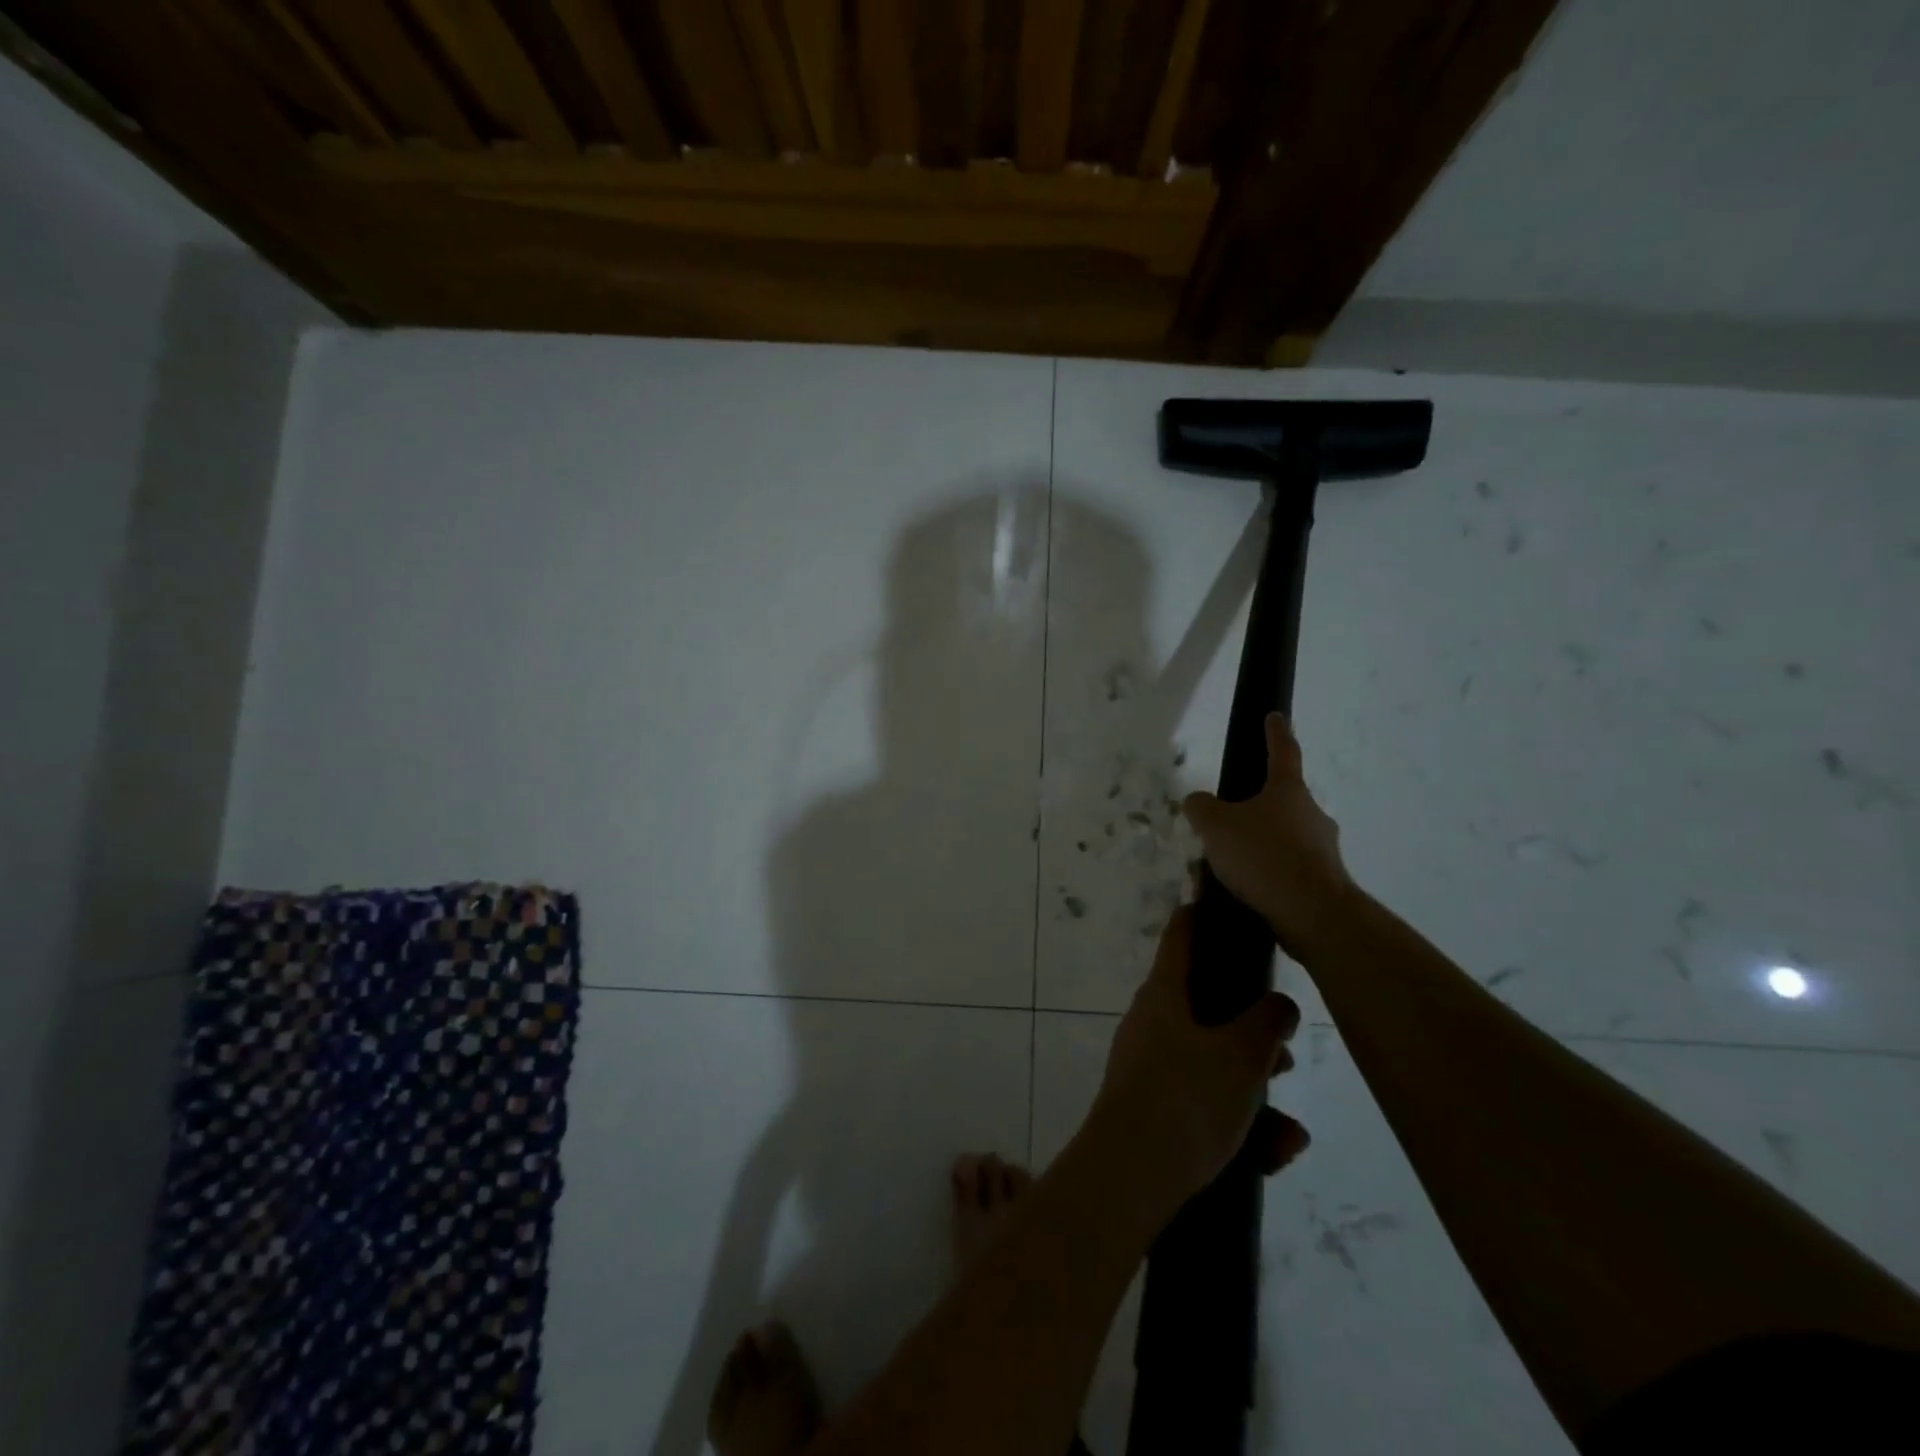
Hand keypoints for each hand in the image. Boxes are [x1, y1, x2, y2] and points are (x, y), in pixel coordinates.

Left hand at [1094, 906, 1307, 1206]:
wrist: (1131, 1176)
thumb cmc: (1187, 1098)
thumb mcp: (1241, 1056)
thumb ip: (1267, 1023)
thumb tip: (1279, 1004)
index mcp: (1165, 992)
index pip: (1182, 933)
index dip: (1204, 915)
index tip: (1230, 907)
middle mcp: (1152, 1021)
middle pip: (1206, 1004)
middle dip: (1251, 1028)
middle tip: (1286, 1050)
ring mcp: (1149, 1064)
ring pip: (1211, 1060)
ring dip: (1253, 1085)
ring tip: (1290, 1126)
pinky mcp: (1153, 1106)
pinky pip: (1203, 1101)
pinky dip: (1239, 1122)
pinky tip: (1275, 1154)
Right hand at [1183, 714, 1354, 958]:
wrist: (1312, 913)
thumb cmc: (1264, 855)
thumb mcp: (1216, 826)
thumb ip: (1201, 808)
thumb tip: (1198, 801)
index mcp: (1288, 790)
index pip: (1282, 752)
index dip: (1275, 732)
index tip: (1275, 715)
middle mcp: (1311, 814)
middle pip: (1282, 801)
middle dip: (1257, 809)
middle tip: (1228, 824)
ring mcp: (1323, 849)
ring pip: (1284, 839)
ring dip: (1260, 847)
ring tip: (1228, 869)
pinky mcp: (1324, 882)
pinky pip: (1287, 870)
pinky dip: (1267, 875)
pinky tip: (1245, 892)